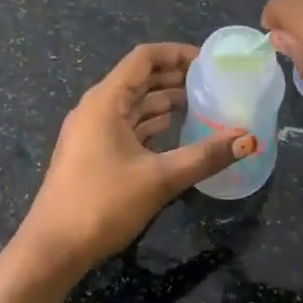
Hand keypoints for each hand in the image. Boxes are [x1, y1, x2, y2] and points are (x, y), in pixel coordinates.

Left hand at [16, 42, 252, 272]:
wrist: (53, 249)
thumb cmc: (102, 204)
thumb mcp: (160, 178)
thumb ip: (206, 156)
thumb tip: (249, 140)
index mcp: (105, 101)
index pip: (144, 58)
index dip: (177, 53)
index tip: (210, 62)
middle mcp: (96, 108)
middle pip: (140, 79)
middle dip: (176, 77)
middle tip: (214, 83)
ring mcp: (92, 132)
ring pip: (134, 104)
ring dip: (166, 101)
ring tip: (203, 105)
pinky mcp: (93, 154)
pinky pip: (128, 126)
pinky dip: (153, 124)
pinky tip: (177, 133)